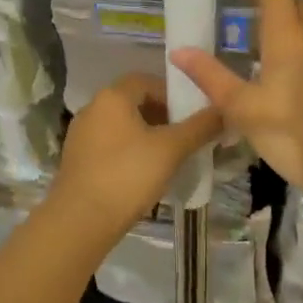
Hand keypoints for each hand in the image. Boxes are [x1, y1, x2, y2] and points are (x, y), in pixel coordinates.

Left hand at [47, 72, 222, 243]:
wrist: (80, 222)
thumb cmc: (128, 175)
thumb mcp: (171, 149)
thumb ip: (200, 127)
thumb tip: (225, 110)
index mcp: (112, 97)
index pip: (146, 80)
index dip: (171, 94)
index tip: (191, 115)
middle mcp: (93, 108)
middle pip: (134, 102)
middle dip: (161, 116)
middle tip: (183, 137)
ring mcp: (80, 135)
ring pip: (121, 125)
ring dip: (145, 135)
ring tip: (167, 158)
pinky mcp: (76, 160)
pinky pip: (109, 145)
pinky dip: (128, 152)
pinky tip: (142, 175)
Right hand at [172, 0, 302, 198]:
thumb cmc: (295, 135)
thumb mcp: (244, 110)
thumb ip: (212, 77)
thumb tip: (178, 51)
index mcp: (289, 35)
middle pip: (299, 2)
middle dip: (276, 5)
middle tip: (251, 26)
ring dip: (297, 22)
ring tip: (274, 48)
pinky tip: (300, 73)